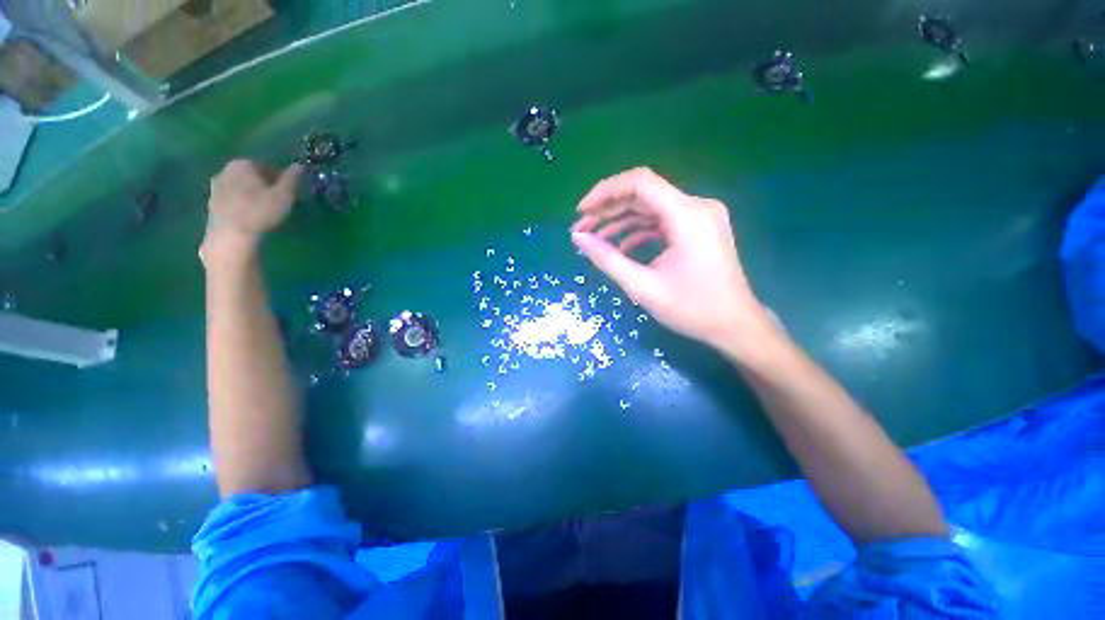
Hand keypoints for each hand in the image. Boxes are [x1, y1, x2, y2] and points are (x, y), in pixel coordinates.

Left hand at [200, 160, 302, 266]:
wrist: (230, 234)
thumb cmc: (260, 211)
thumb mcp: (284, 195)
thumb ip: (291, 179)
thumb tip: (299, 165)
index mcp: (243, 164)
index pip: (266, 166)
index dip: (280, 177)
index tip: (289, 190)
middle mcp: (226, 170)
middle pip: (251, 175)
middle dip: (264, 184)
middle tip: (278, 198)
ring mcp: (216, 186)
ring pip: (241, 186)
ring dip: (252, 193)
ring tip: (265, 208)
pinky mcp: (212, 202)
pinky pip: (232, 198)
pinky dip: (242, 202)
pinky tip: (251, 214)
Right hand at [571, 167, 772, 353]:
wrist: (735, 325)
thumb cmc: (692, 309)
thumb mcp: (642, 287)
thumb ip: (607, 259)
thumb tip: (578, 238)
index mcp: (687, 215)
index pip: (640, 182)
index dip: (605, 191)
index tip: (581, 212)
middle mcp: (696, 206)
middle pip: (643, 194)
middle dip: (608, 209)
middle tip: (581, 229)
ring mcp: (700, 216)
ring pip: (651, 208)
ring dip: (621, 221)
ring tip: (594, 238)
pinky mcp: (699, 228)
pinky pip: (662, 221)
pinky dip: (639, 231)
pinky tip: (621, 248)